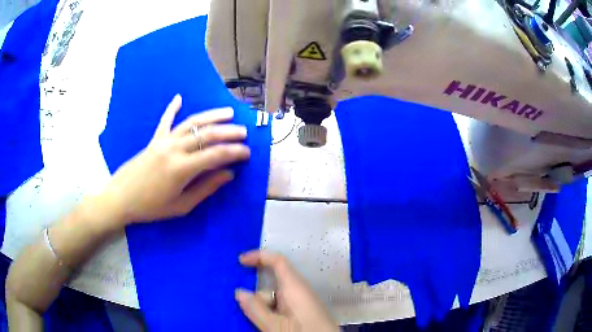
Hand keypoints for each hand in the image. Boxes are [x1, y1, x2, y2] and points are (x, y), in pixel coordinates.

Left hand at [101, 95, 250, 224]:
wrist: (121, 198)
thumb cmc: (151, 208)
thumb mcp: (181, 206)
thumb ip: (206, 188)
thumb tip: (228, 174)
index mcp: (182, 169)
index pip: (215, 155)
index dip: (234, 152)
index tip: (247, 152)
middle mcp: (174, 149)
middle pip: (206, 134)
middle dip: (229, 132)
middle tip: (244, 132)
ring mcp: (163, 141)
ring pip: (191, 123)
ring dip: (211, 116)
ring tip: (228, 112)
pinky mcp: (154, 139)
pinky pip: (165, 120)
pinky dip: (172, 108)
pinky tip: (179, 97)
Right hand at [236, 250, 338, 331]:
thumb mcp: (275, 325)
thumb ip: (255, 309)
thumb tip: (239, 292)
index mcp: (295, 287)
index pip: (277, 260)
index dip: (259, 256)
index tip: (240, 261)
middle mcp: (301, 290)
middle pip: (274, 282)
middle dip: (259, 295)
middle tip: (251, 312)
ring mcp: (305, 301)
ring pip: (278, 296)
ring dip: (266, 307)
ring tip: (266, 324)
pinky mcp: (306, 311)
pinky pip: (284, 305)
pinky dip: (274, 312)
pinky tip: (272, 324)